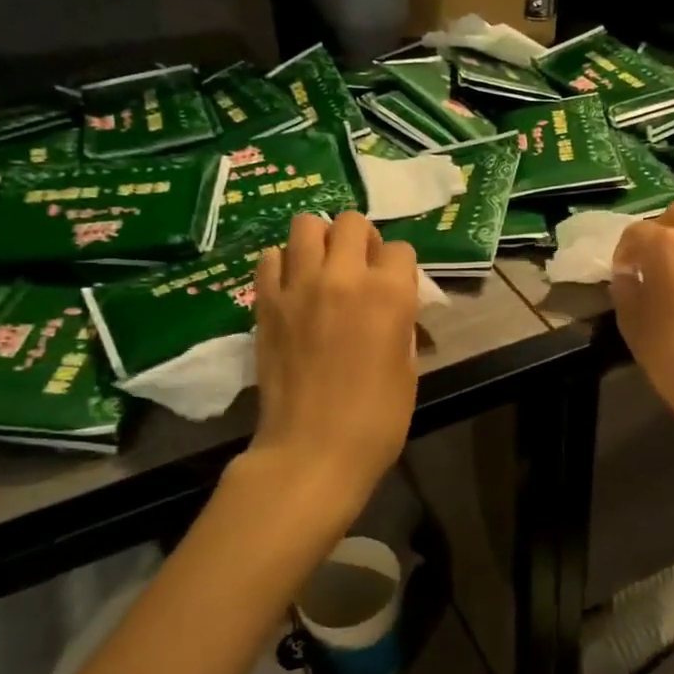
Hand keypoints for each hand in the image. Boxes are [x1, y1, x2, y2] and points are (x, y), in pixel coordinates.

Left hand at [251, 212, 419, 502]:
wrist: (313, 451)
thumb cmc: (376, 418)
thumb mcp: (408, 368)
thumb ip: (401, 324)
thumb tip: (393, 308)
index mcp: (389, 294)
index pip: (401, 249)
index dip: (400, 268)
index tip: (395, 288)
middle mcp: (344, 277)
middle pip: (351, 222)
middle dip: (361, 239)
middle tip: (359, 267)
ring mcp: (299, 286)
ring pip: (306, 225)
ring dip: (320, 240)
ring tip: (322, 268)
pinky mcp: (266, 303)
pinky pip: (270, 258)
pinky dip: (283, 264)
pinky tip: (292, 287)